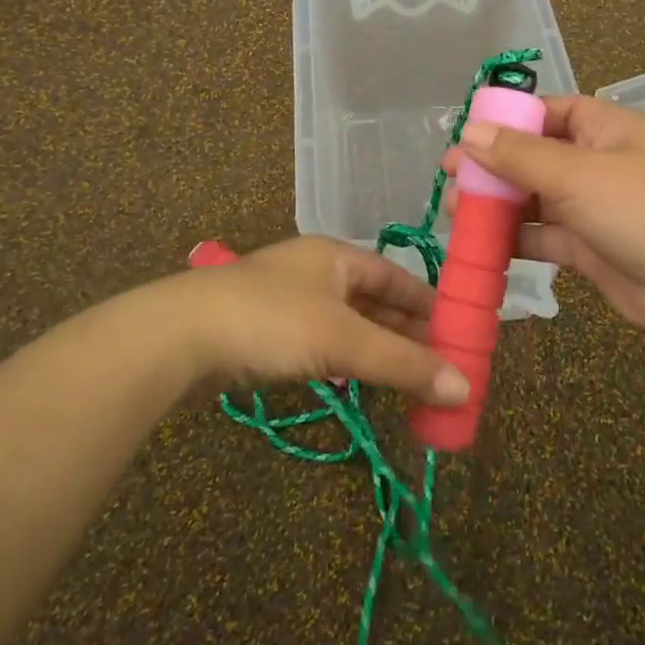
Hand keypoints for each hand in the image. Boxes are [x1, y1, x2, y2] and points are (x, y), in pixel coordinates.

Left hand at [142, 236, 470, 405]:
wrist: (180, 337)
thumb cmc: (271, 321)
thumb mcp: (344, 339)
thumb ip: (404, 363)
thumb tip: (464, 387)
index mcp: (335, 257)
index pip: (395, 275)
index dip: (428, 302)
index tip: (458, 330)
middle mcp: (313, 272)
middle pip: (373, 301)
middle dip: (406, 332)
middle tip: (441, 365)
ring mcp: (286, 303)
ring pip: (346, 326)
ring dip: (376, 351)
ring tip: (410, 380)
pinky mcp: (265, 334)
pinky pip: (320, 345)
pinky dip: (345, 362)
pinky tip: (358, 382)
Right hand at [444, 96, 644, 337]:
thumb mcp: (578, 175)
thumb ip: (519, 156)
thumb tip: (469, 132)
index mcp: (601, 128)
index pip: (545, 111)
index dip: (505, 120)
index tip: (465, 135)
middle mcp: (594, 163)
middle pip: (532, 156)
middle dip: (491, 167)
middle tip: (448, 179)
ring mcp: (590, 208)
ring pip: (532, 199)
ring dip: (496, 205)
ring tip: (454, 213)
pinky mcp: (586, 248)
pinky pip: (540, 237)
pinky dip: (512, 239)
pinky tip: (479, 245)